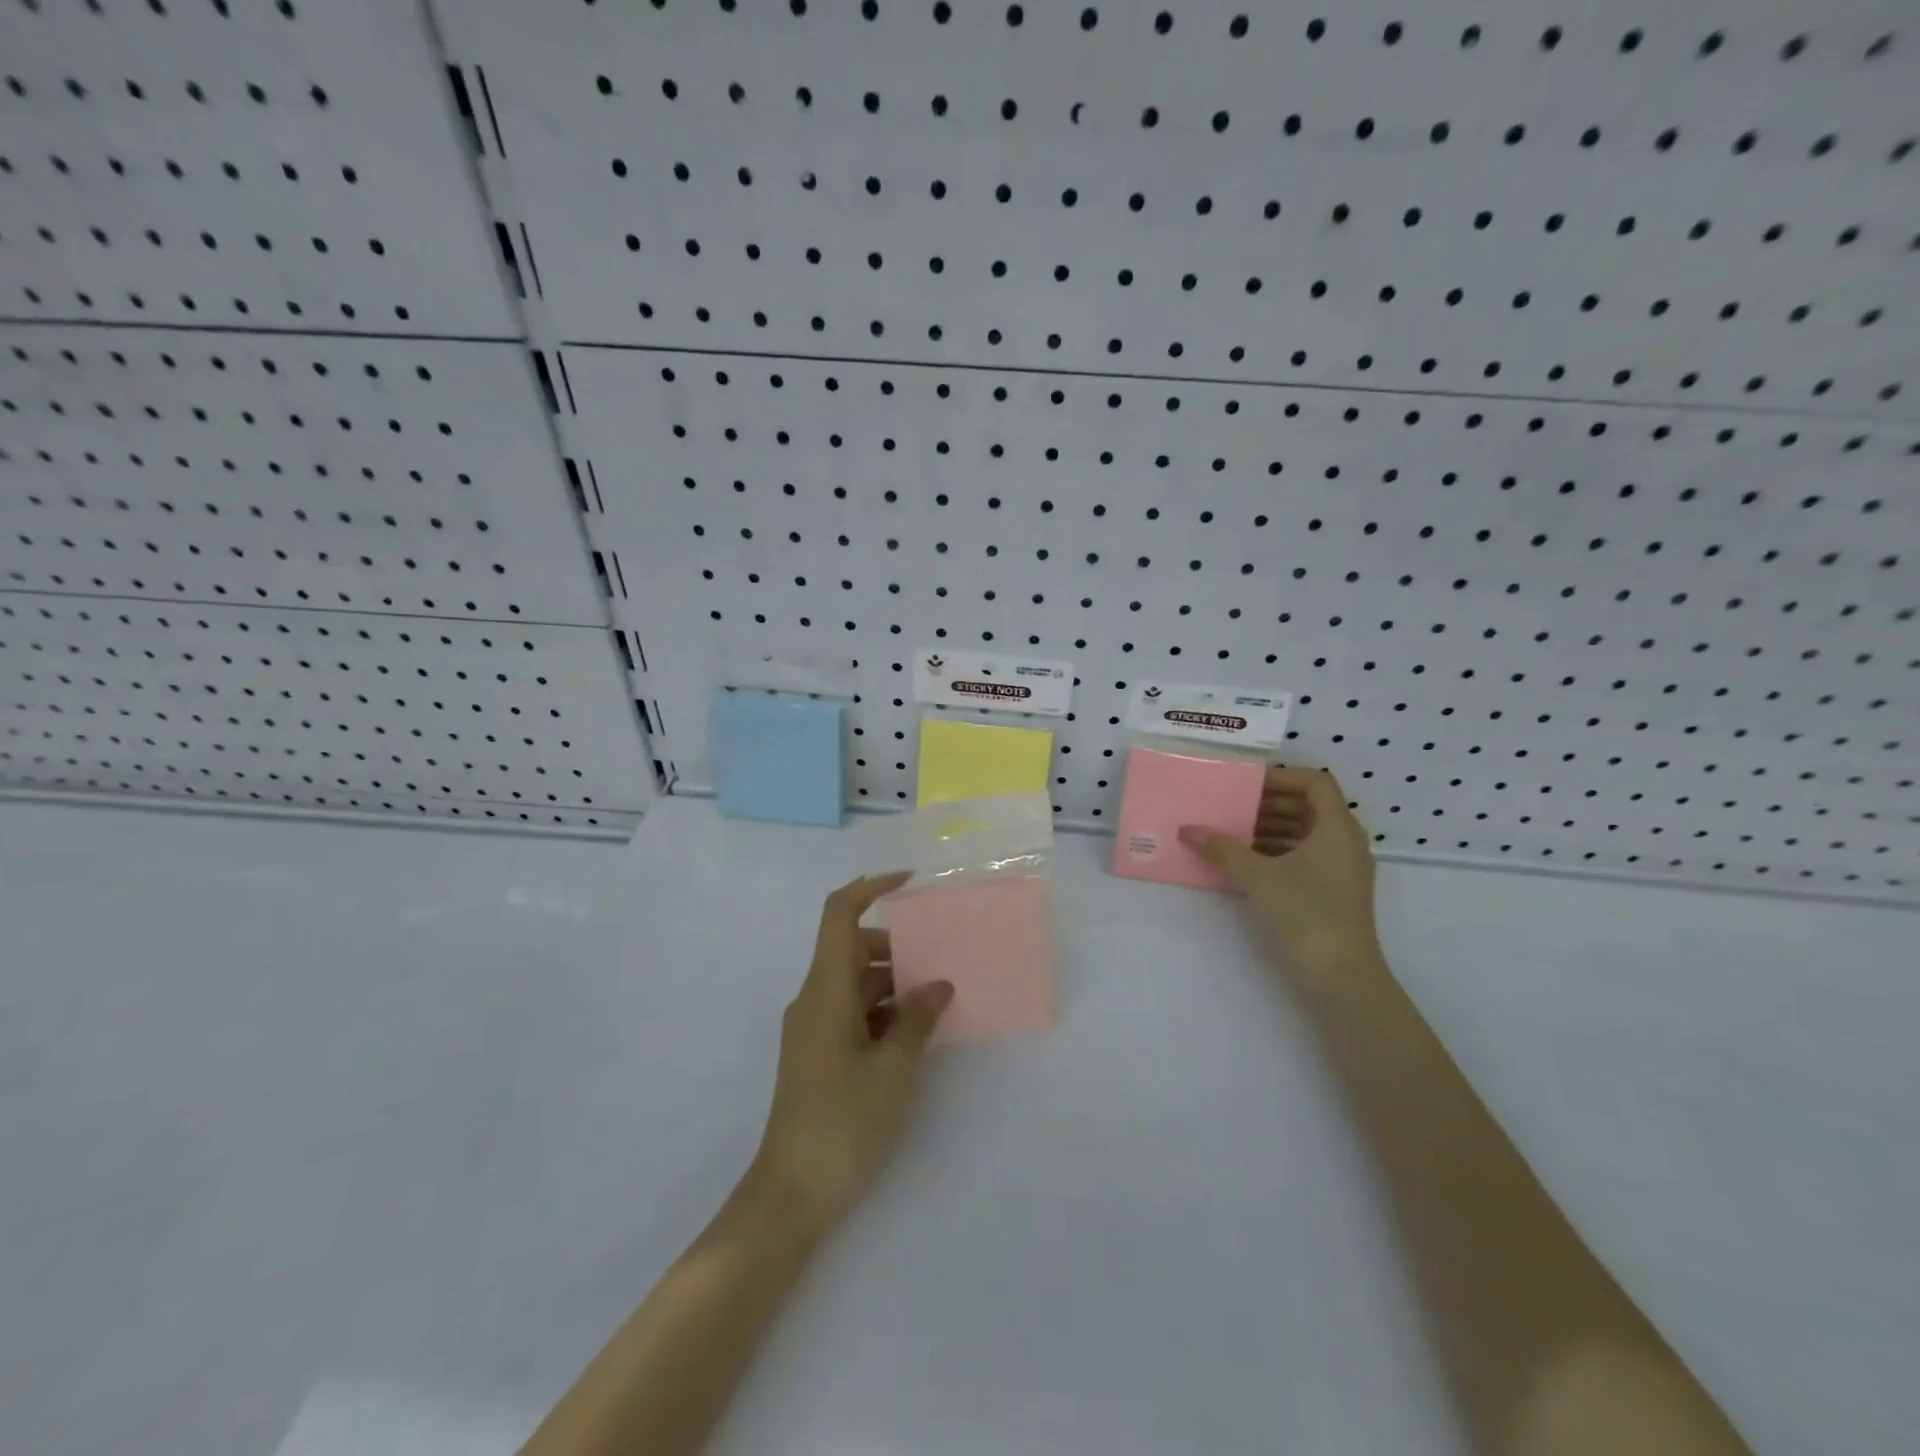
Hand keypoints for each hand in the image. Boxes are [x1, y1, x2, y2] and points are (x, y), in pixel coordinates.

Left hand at [748, 873, 953, 1240]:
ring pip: (855, 983)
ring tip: (937, 1001)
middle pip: (853, 949)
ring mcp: (813, 1028)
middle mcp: (814, 999)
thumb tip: (939, 985)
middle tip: (941, 961)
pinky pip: (852, 1012)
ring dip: (893, 984)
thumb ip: (918, 1019)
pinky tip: (915, 1033)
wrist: (790, 1193)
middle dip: (897, 947)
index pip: (839, 915)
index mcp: (826, 990)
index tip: (910, 883)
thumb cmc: (843, 1122)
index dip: (871, 888)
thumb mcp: (893, 1069)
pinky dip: (882, 1011)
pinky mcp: (817, 1053)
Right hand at [1180, 767, 1381, 976]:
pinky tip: (1247, 862)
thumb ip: (1222, 849)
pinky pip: (1306, 855)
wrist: (1342, 976)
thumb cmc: (1306, 913)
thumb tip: (1187, 830)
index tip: (1247, 784)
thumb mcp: (1258, 876)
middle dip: (1270, 803)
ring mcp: (1343, 868)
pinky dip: (1279, 851)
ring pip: (1307, 832)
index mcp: (1337, 827)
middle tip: (1232, 806)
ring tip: (1233, 833)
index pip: (1315, 782)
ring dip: (1271, 828)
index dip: (1282, 777)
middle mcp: (1346, 841)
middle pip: (1309, 806)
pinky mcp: (1335, 891)